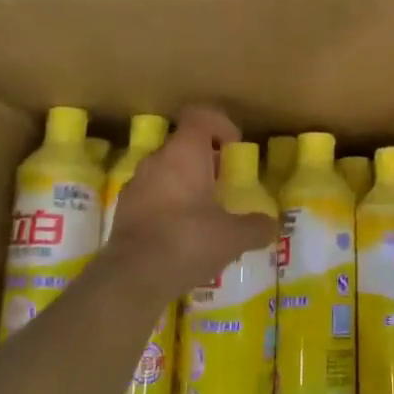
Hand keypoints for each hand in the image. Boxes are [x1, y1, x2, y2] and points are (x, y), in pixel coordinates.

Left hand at [104, 105, 277, 296]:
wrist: (133, 277)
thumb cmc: (188, 241)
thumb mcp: (234, 237)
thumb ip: (256, 227)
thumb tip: (270, 225)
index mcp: (184, 153)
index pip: (200, 116)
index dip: (221, 125)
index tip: (235, 148)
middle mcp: (156, 161)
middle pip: (184, 146)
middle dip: (208, 161)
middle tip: (226, 186)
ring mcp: (136, 185)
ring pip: (167, 172)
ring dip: (187, 185)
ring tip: (207, 214)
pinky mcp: (124, 211)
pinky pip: (153, 197)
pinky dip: (169, 207)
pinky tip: (183, 236)